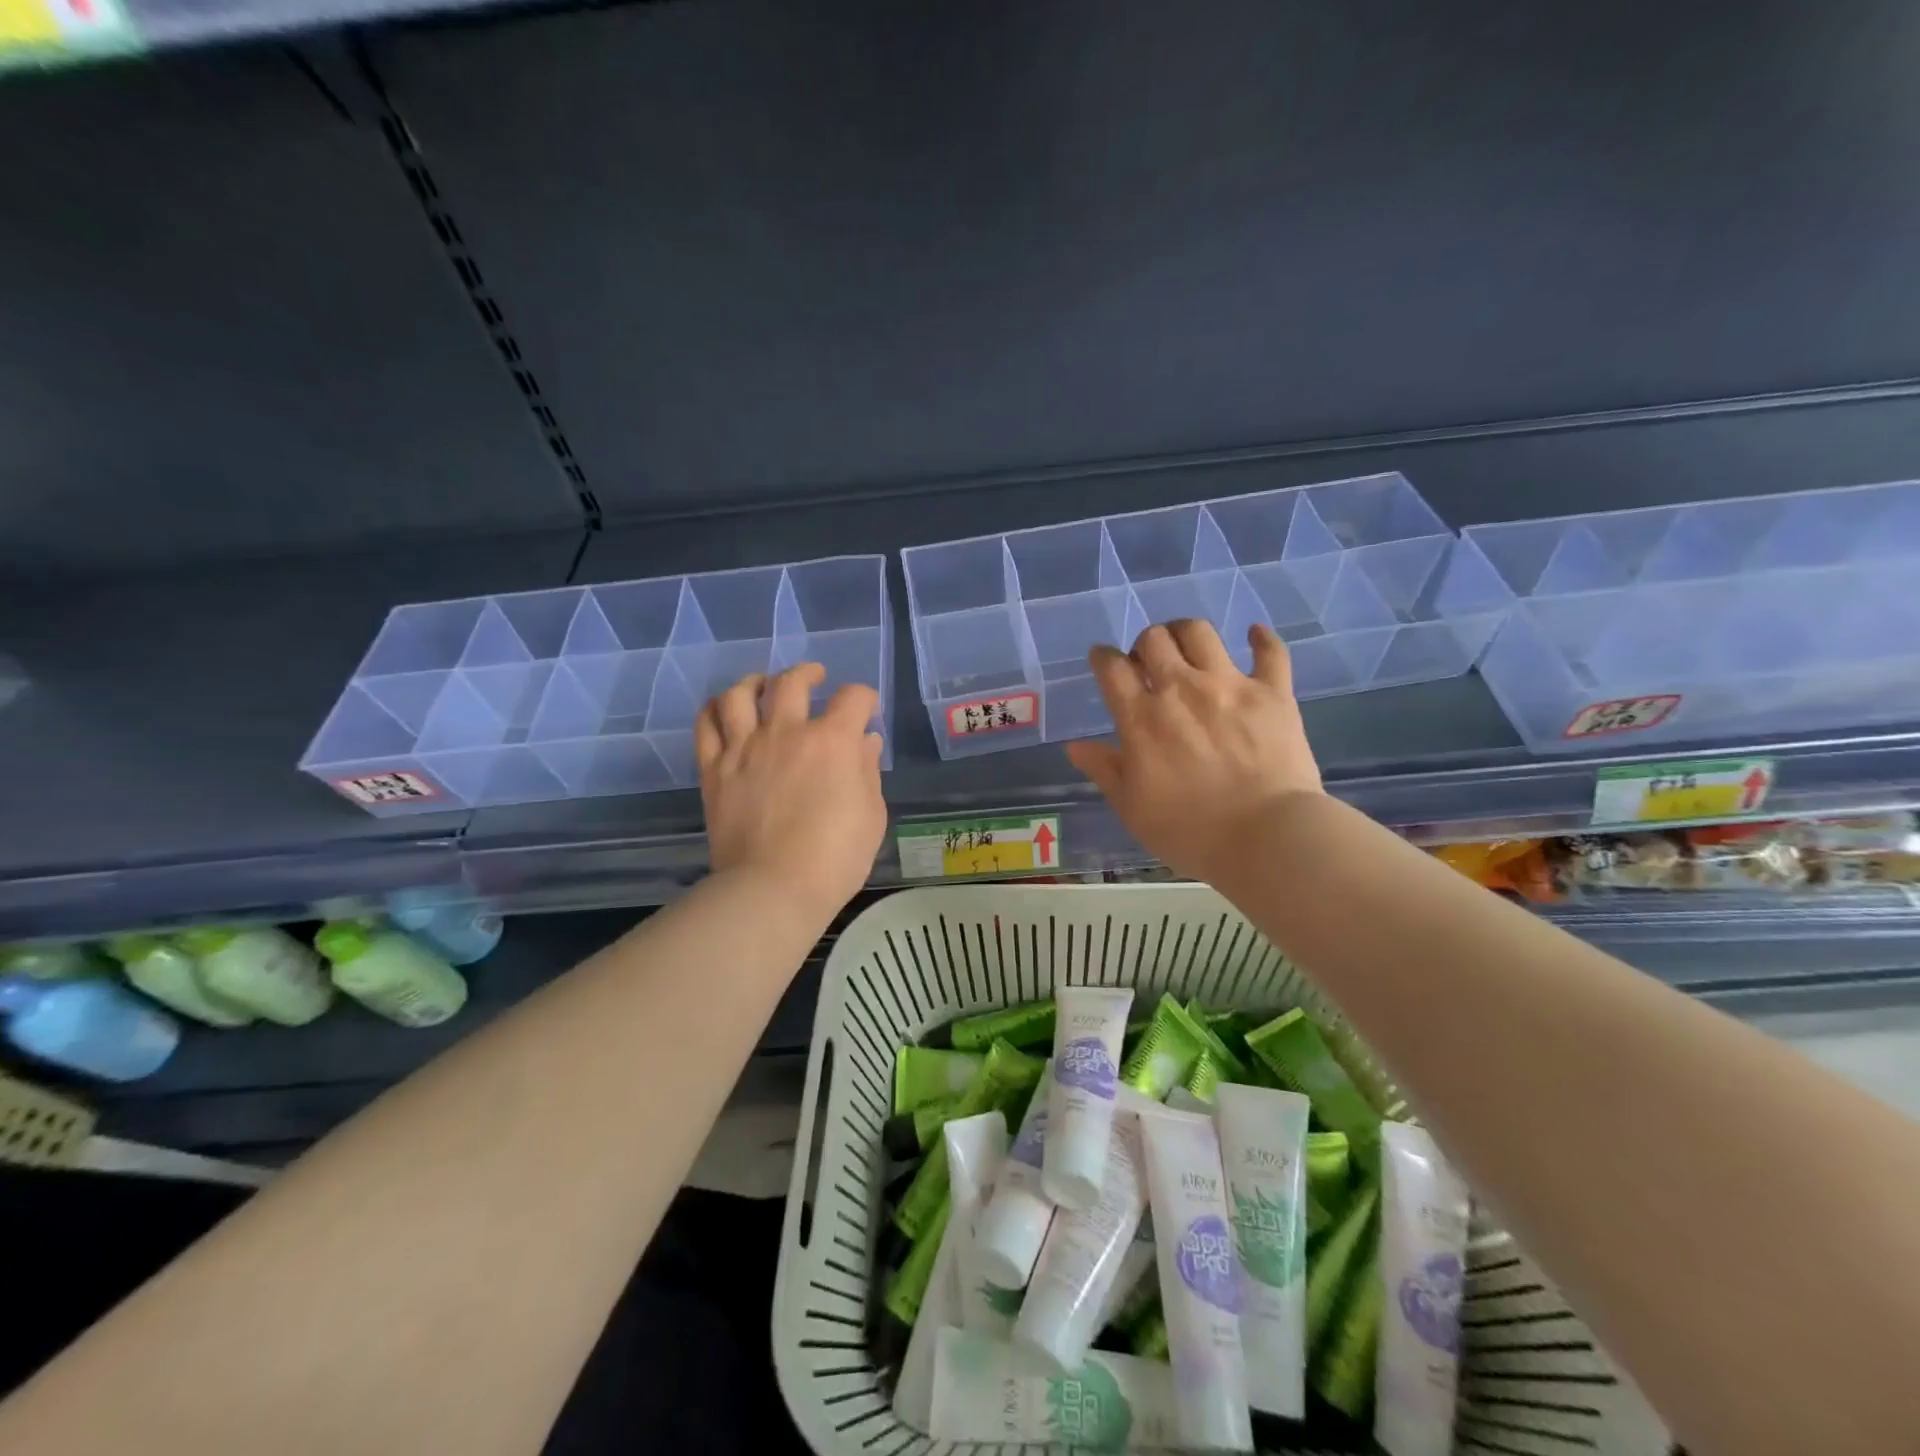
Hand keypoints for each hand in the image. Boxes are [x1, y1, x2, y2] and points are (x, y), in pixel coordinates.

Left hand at [697, 663, 886, 924]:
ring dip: (755, 682)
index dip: (864, 698)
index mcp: (833, 741)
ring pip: (741, 693)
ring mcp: (745, 748)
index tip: (866, 710)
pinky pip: (706, 725)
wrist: (773, 888)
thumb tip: (866, 742)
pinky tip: (724, 710)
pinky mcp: (714, 769)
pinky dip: (715, 710)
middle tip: (815, 678)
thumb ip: (867, 771)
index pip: (853, 698)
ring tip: (763, 685)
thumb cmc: (835, 857)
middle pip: (793, 681)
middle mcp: (787, 732)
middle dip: (809, 673)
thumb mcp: (871, 815)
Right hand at [1065, 620, 1322, 886]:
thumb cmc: (1189, 830)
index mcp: (1141, 718)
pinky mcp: (1273, 693)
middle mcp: (1181, 689)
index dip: (1102, 658)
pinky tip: (1254, 635)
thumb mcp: (1132, 807)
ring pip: (1200, 632)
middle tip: (1148, 664)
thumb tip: (1074, 746)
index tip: (1103, 662)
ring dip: (1185, 633)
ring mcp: (1229, 685)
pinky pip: (1270, 651)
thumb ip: (1104, 770)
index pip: (1112, 668)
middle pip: (1153, 639)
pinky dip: (1261, 638)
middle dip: (1144, 644)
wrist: (1266, 838)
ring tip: (1187, 649)